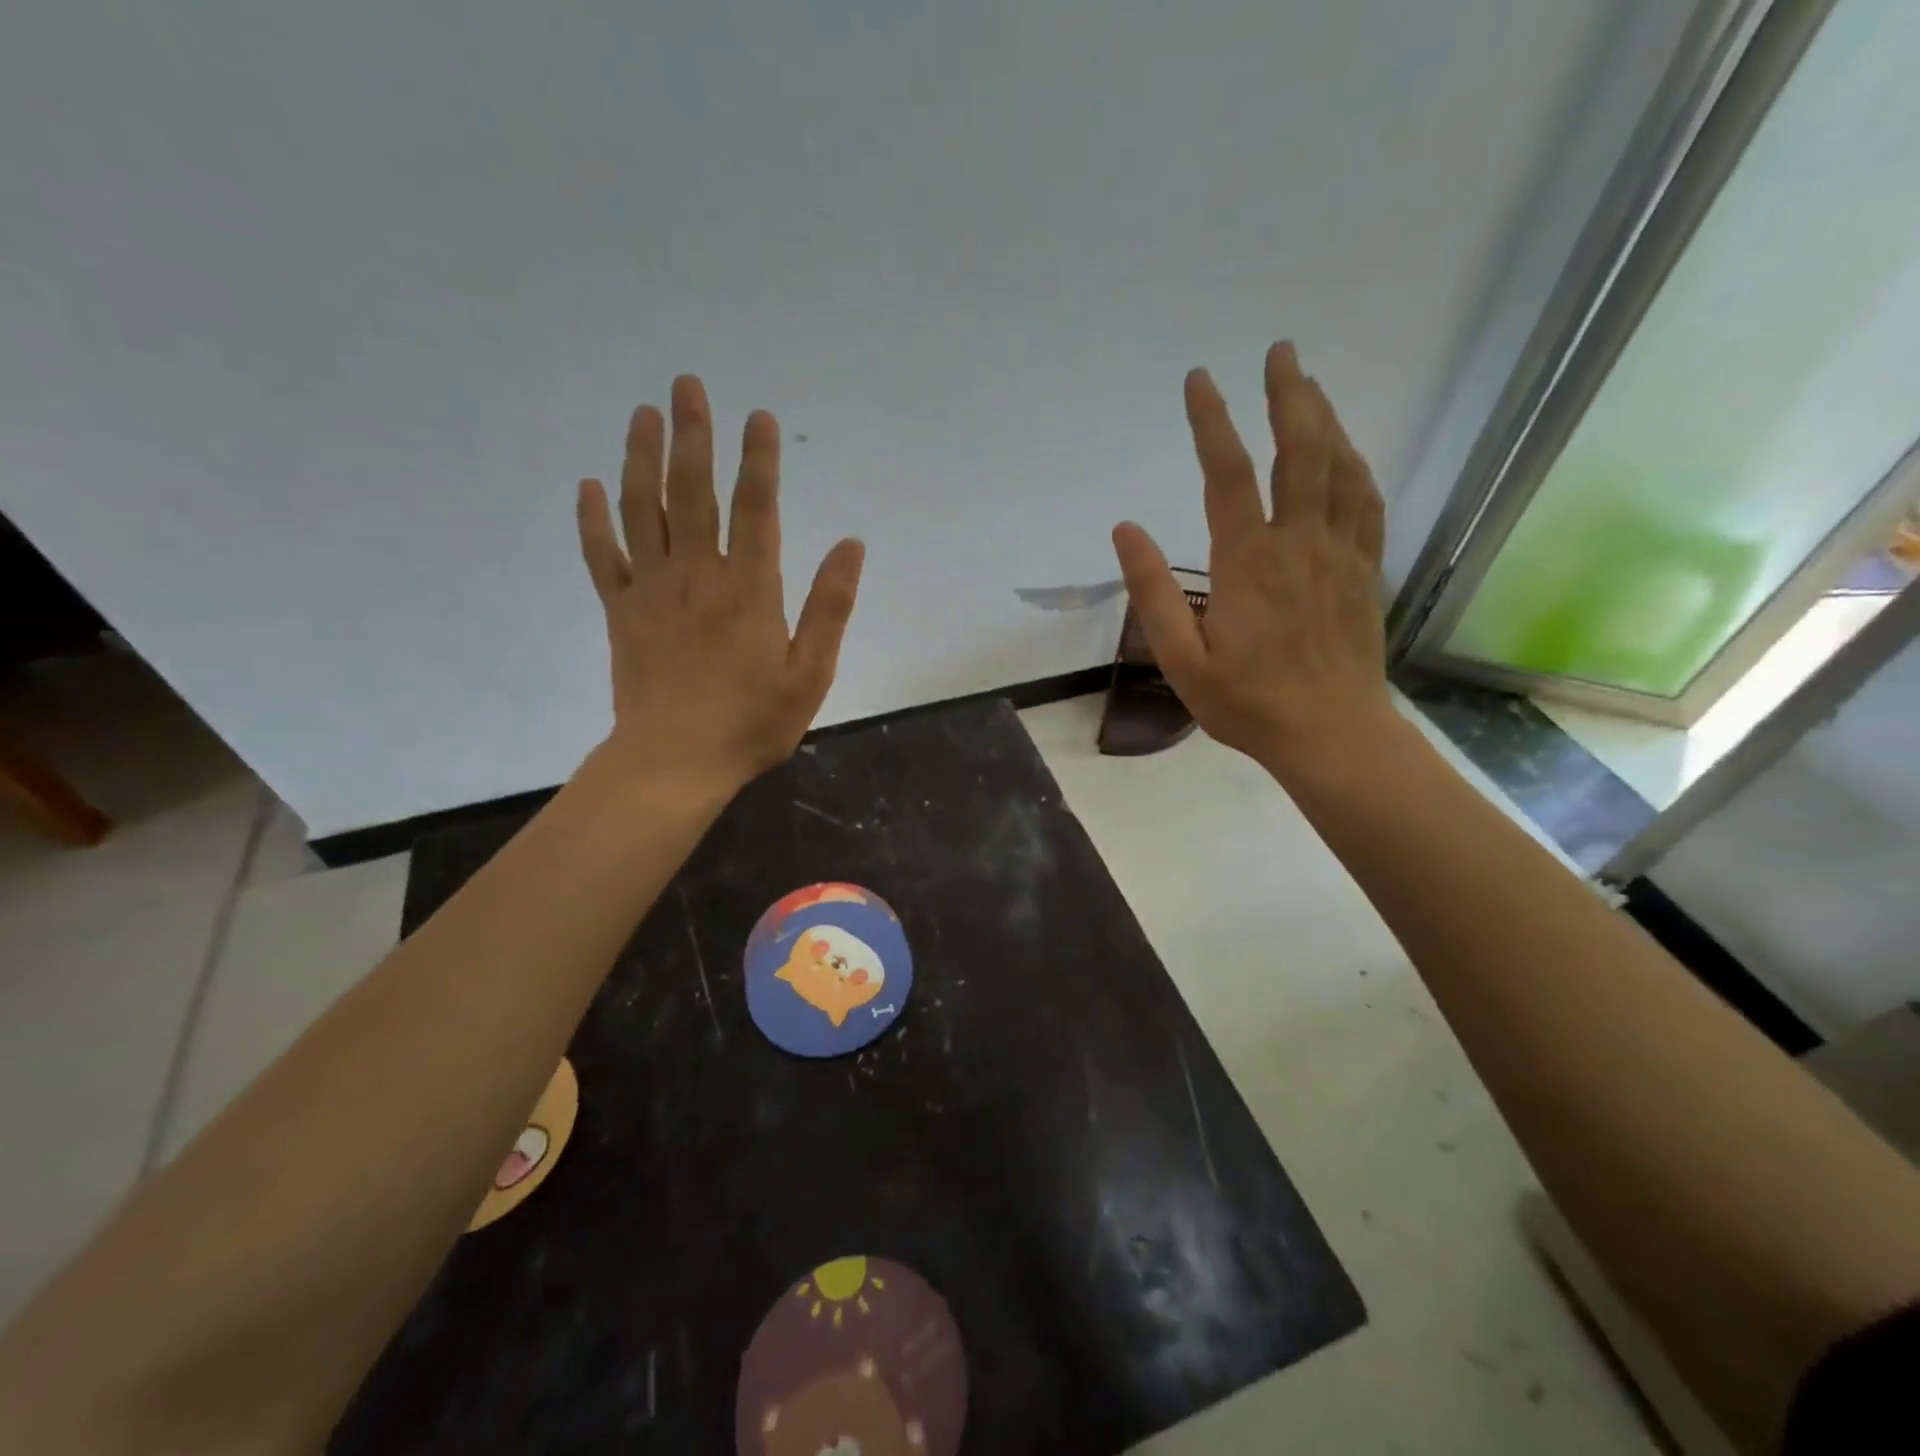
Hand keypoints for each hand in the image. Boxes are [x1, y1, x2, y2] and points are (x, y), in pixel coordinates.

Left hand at [576, 375, 864, 792]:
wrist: (674, 762)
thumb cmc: (752, 723)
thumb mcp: (810, 674)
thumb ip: (830, 607)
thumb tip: (851, 545)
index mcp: (749, 590)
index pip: (756, 508)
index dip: (759, 460)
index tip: (759, 416)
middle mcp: (698, 575)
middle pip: (693, 492)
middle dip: (693, 435)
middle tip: (686, 384)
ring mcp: (653, 590)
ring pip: (643, 510)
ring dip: (642, 457)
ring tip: (643, 413)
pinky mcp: (621, 612)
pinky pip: (603, 555)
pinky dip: (594, 518)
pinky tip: (590, 484)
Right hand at [1112, 342, 1392, 773]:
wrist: (1332, 735)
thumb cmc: (1248, 704)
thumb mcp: (1182, 660)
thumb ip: (1153, 594)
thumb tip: (1126, 530)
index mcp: (1248, 563)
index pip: (1227, 474)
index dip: (1211, 421)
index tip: (1199, 380)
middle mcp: (1299, 543)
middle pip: (1299, 451)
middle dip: (1288, 395)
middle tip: (1279, 351)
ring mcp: (1340, 554)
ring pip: (1340, 467)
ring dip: (1325, 419)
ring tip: (1308, 384)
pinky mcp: (1364, 571)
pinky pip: (1366, 501)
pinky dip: (1355, 465)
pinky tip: (1346, 451)